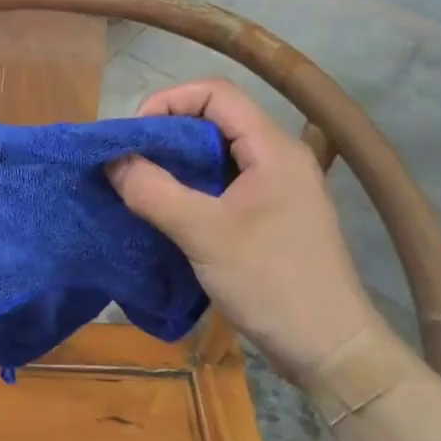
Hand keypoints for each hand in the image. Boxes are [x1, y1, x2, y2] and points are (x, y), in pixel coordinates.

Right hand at [108, 79, 380, 374]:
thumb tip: (113, 161)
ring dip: (176, 164)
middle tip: (128, 161)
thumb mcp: (204, 235)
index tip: (132, 135)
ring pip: (217, 156)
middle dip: (166, 134)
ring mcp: (277, 189)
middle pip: (215, 121)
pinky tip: (165, 211)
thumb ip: (155, 192)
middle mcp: (278, 159)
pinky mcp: (270, 217)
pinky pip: (223, 186)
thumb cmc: (271, 283)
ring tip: (139, 185)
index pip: (216, 94)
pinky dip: (190, 189)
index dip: (168, 101)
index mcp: (273, 149)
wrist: (328, 347)